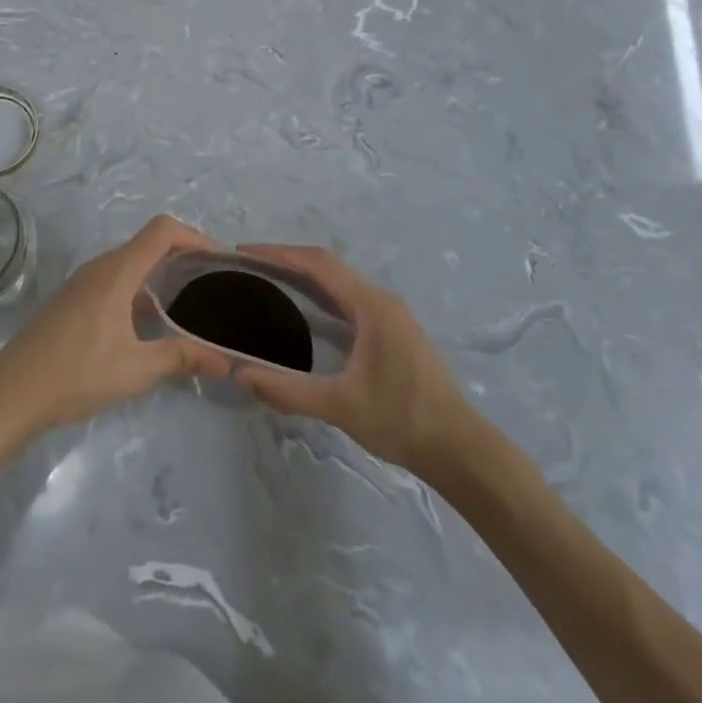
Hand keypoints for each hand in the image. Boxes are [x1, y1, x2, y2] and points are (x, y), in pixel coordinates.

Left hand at [0, 215, 231, 440]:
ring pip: (132, 262)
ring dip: (162, 273)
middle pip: (149, 243)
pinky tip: (151, 322)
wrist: (13, 392)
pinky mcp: (74, 298)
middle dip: (184, 256)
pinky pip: (116, 278)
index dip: (195, 236)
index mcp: (117, 271)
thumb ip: (182, 357)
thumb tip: (226, 361)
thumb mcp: (136, 369)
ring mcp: (84, 281)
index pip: (163, 230)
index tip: (220, 261)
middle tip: (212, 284)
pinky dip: (141, 288)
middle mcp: (101, 266)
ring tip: (190, 303)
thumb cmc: (77, 374)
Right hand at [232, 244, 469, 472]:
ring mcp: (390, 315)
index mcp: (371, 305)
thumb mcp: (340, 406)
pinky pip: (349, 301)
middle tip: (250, 269)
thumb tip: (241, 374)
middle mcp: (381, 300)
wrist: (460, 450)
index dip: (280, 253)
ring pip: (340, 284)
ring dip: (305, 279)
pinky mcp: (393, 332)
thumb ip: (288, 390)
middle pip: (328, 267)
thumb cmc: (402, 419)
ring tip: (268, 286)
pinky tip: (303, 316)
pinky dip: (321, 298)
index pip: (319, 263)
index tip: (246, 253)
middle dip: (288, 262)